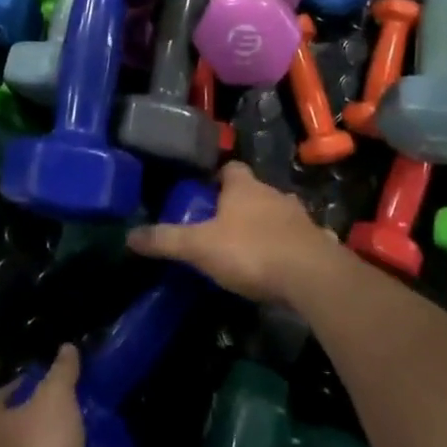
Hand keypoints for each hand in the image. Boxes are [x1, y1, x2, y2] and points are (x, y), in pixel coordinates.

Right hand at [125, 161, 336, 303]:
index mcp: (244, 187)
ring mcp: (300, 217)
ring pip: (278, 213)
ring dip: (266, 225)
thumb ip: (166, 240)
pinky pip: (300, 240)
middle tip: (222, 225)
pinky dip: (290, 247)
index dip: (217, 178)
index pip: (230, 168)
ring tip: (249, 247)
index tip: (205, 194)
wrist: (312, 277)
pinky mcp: (318, 243)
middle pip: (254, 191)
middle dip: (240, 204)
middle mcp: (274, 194)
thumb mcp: (199, 247)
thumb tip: (129, 235)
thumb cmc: (251, 251)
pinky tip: (283, 266)